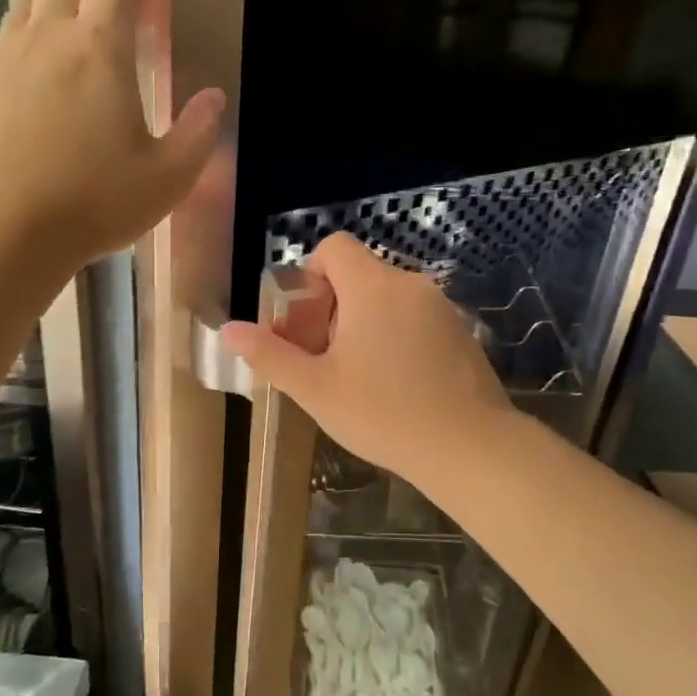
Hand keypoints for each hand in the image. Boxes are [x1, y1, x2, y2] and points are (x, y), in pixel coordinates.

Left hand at [0, 0, 222, 274]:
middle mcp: (48, 39)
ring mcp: (4, 62)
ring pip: (28, 4)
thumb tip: (212, 99)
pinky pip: (6, 46)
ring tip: (75, 36)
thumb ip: (197, 135)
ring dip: (55, 2)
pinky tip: (39, 87)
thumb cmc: (92, 203)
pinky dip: (28, 44)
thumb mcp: (166, 179)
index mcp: (100, 49)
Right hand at [221, 234, 515, 479]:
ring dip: (364, 323)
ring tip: (358, 375)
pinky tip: (396, 384)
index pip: (334, 248)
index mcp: (373, 287)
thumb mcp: (316, 388)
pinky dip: (396, 335)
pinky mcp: (462, 332)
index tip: (304, 320)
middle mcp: (411, 285)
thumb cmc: (383, 414)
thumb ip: (270, 354)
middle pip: (360, 275)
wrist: (469, 447)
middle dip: (332, 307)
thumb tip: (227, 329)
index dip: (310, 274)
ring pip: (388, 299)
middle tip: (323, 357)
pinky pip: (416, 318)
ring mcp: (442, 308)